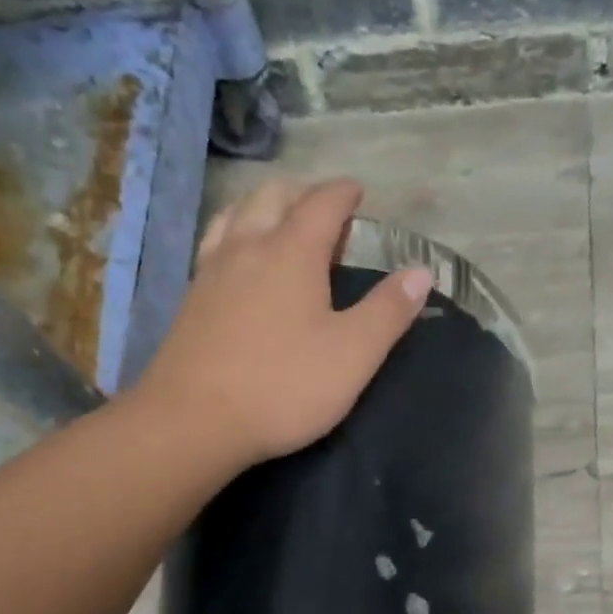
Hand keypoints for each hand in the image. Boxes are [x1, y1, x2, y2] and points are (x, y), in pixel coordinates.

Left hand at [130, 178, 432, 468]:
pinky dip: (235, 236)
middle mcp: (247, 247)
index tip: (357, 192)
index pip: (322, 202)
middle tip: (323, 214)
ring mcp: (211, 272)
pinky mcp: (190, 301)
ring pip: (235, 215)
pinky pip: (214, 245)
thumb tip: (422, 271)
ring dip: (262, 208)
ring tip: (278, 225)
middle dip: (302, 194)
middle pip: (272, 196)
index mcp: (292, 251)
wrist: (194, 420)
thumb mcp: (353, 355)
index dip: (344, 193)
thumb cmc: (283, 386)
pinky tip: (238, 264)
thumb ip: (388, 311)